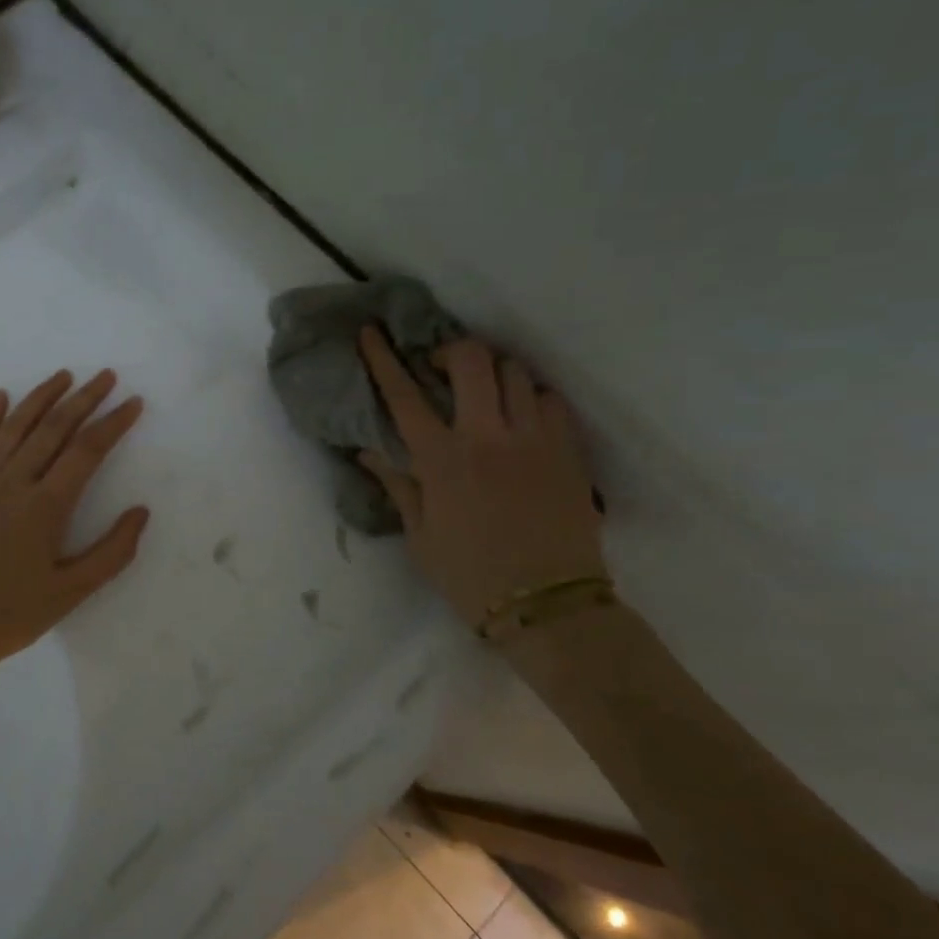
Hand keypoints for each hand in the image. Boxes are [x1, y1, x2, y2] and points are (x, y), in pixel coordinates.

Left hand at [0, 370, 148, 709]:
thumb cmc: (13, 615)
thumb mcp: (73, 592)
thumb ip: (113, 551)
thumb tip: (140, 512)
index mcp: (45, 506)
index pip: (87, 450)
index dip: (113, 423)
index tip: (134, 403)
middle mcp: (13, 483)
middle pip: (53, 428)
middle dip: (83, 398)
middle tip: (106, 376)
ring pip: (14, 427)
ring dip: (41, 397)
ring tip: (64, 376)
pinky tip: (1, 397)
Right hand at [357, 328, 604, 626]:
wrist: (548, 605)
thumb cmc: (471, 577)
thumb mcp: (421, 537)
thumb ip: (399, 486)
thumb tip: (369, 452)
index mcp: (442, 461)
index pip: (404, 396)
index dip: (383, 360)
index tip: (372, 333)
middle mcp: (488, 437)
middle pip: (471, 360)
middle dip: (451, 350)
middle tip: (441, 367)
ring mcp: (535, 439)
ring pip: (516, 373)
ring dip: (494, 374)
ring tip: (486, 394)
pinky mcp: (569, 450)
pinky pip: (552, 400)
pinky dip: (532, 398)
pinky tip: (524, 418)